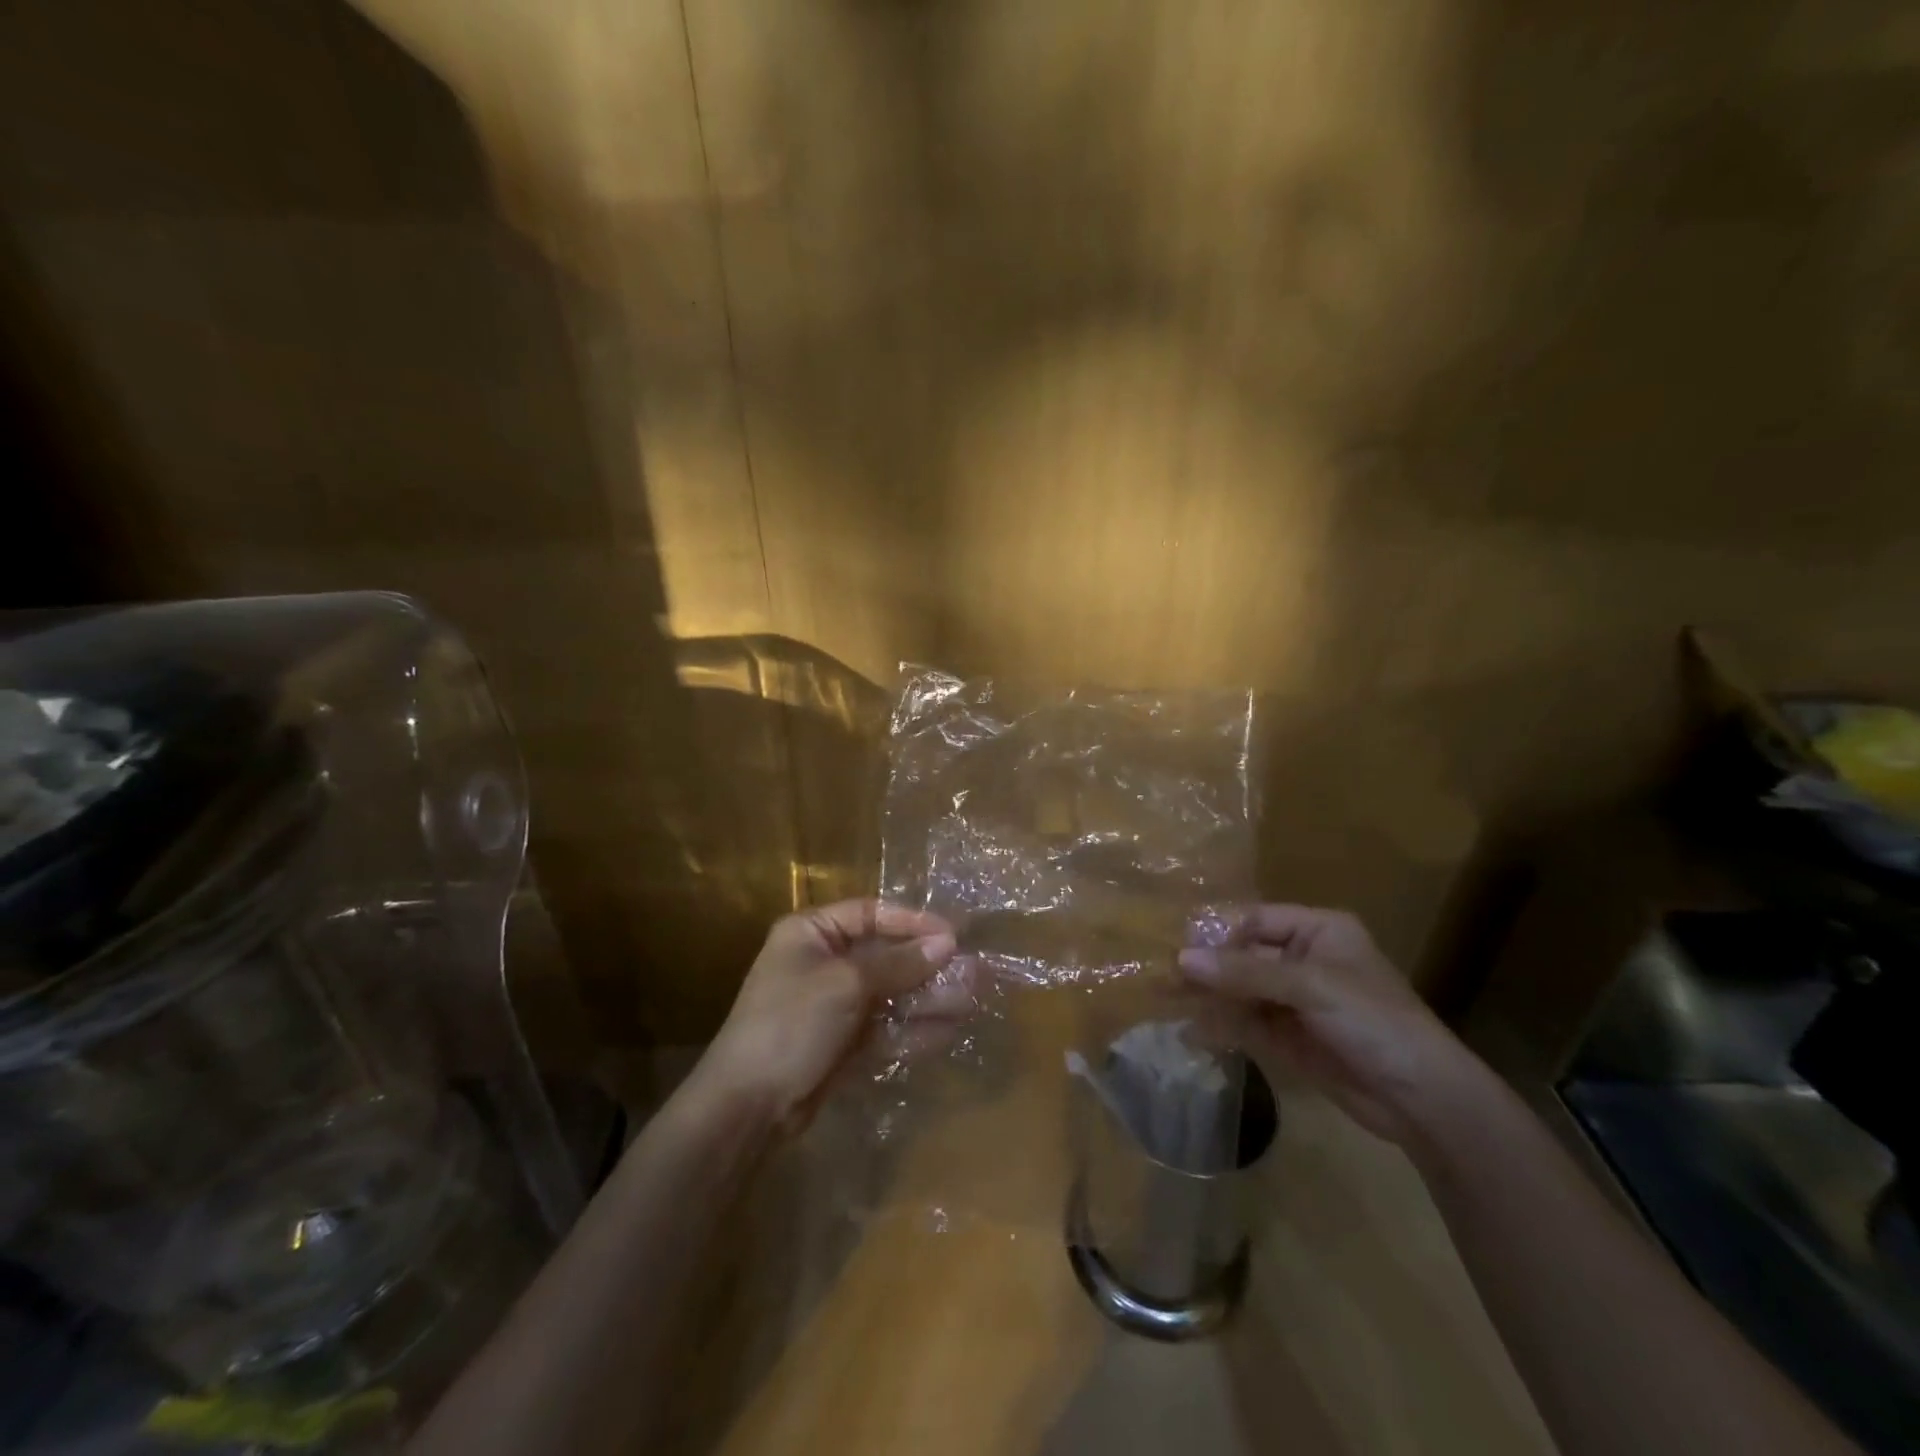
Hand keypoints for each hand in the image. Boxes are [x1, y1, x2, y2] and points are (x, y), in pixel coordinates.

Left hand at [691, 899, 964, 1131]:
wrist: (748, 1106)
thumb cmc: (792, 1023)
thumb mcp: (846, 983)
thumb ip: (899, 963)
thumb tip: (947, 942)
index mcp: (813, 933)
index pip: (872, 914)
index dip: (913, 922)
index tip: (953, 935)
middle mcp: (825, 962)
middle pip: (887, 956)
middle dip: (928, 965)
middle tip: (973, 972)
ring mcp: (836, 1005)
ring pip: (892, 994)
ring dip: (928, 998)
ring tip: (971, 1000)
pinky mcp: (845, 1043)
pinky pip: (887, 1027)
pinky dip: (914, 1029)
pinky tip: (948, 1031)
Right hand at [1176, 905, 1488, 1148]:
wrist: (1422, 1101)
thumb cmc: (1374, 1022)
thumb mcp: (1309, 987)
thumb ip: (1244, 972)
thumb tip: (1180, 958)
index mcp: (1318, 931)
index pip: (1256, 920)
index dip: (1219, 933)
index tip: (1180, 949)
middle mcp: (1303, 960)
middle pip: (1243, 955)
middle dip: (1206, 967)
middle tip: (1162, 976)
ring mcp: (1295, 1000)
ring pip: (1239, 989)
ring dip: (1206, 995)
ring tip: (1164, 999)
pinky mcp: (1288, 1037)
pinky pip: (1245, 1022)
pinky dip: (1220, 1025)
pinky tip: (1192, 1030)